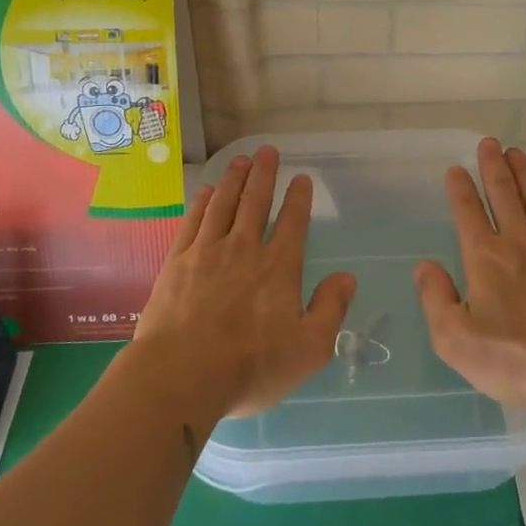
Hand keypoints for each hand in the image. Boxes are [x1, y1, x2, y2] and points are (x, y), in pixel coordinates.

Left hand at [136, 146, 355, 418]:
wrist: (181, 375)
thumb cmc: (251, 366)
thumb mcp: (309, 348)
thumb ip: (331, 309)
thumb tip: (347, 277)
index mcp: (279, 267)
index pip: (293, 222)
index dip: (299, 198)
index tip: (301, 177)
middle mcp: (244, 249)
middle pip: (256, 201)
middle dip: (264, 174)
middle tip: (267, 150)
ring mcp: (207, 252)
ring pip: (224, 204)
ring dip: (234, 179)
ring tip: (240, 160)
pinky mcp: (177, 262)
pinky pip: (193, 222)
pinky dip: (203, 203)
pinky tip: (207, 191)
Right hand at [414, 138, 525, 411]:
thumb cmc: (516, 358)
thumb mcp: (457, 340)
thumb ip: (436, 299)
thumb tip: (424, 266)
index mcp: (485, 257)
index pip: (468, 212)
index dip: (461, 189)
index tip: (456, 169)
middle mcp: (518, 240)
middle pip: (503, 193)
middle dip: (492, 166)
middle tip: (489, 142)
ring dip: (522, 173)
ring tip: (515, 152)